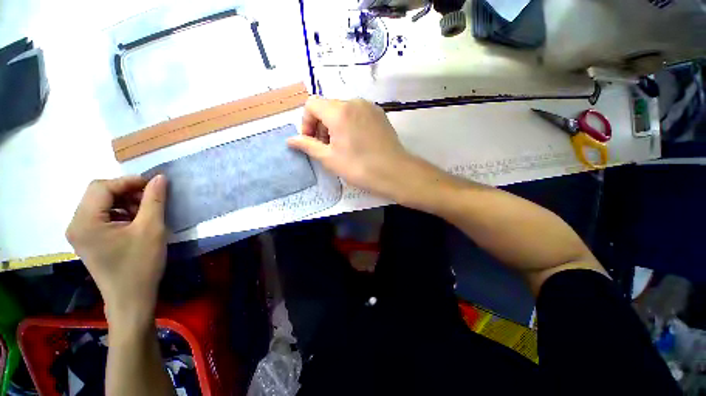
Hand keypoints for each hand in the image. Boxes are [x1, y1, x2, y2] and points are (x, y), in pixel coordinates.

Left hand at [66, 175, 167, 327]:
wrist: (132, 299)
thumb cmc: (140, 265)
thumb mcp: (152, 229)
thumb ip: (154, 200)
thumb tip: (159, 177)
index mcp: (85, 222)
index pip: (101, 187)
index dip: (128, 181)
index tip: (154, 185)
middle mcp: (76, 225)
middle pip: (99, 194)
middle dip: (127, 192)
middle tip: (151, 200)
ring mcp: (80, 234)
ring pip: (101, 204)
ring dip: (125, 203)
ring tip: (146, 212)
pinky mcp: (88, 241)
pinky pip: (102, 217)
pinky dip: (120, 214)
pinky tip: (136, 223)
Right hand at [288, 97, 414, 198]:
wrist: (394, 173)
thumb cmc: (359, 168)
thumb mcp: (329, 159)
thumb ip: (308, 146)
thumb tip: (290, 140)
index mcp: (339, 111)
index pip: (312, 104)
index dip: (306, 122)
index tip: (311, 141)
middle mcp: (354, 102)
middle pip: (327, 107)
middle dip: (320, 126)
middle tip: (325, 147)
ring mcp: (369, 107)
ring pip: (343, 110)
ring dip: (335, 125)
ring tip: (341, 146)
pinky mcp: (379, 114)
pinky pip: (357, 114)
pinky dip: (349, 124)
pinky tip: (356, 142)